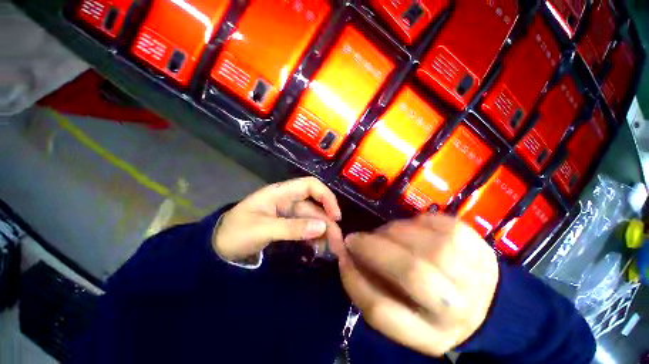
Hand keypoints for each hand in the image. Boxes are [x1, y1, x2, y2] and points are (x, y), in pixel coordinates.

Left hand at [213, 177, 342, 260]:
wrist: (216, 248)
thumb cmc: (235, 233)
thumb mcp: (262, 229)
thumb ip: (293, 228)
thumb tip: (323, 227)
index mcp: (281, 193)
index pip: (311, 185)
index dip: (326, 196)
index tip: (336, 216)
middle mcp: (287, 200)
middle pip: (314, 206)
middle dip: (327, 222)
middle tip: (337, 243)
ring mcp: (287, 214)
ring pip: (312, 219)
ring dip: (323, 232)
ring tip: (330, 248)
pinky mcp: (286, 225)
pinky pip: (305, 228)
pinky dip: (313, 237)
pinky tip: (317, 248)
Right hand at [335, 214, 498, 357]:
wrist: (484, 302)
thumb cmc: (431, 306)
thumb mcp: (401, 309)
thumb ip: (372, 284)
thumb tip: (348, 253)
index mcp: (431, 337)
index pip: (382, 311)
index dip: (354, 279)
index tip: (342, 258)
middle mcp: (457, 311)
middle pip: (411, 273)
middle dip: (373, 248)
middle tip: (357, 238)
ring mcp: (476, 276)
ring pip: (428, 245)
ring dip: (395, 231)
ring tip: (386, 232)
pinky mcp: (481, 248)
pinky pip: (441, 225)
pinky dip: (416, 221)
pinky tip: (411, 226)